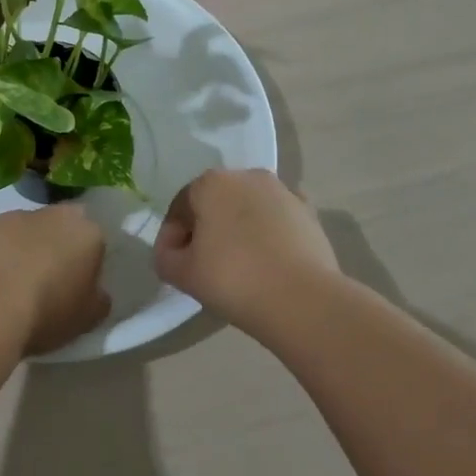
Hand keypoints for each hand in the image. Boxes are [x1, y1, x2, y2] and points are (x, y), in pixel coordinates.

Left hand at [0, 205, 110, 354]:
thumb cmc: (47, 313)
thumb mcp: (89, 318)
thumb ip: (98, 297)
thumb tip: (93, 290)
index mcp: (87, 232)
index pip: (94, 239)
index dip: (86, 260)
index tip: (77, 282)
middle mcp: (53, 214)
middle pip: (60, 226)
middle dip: (56, 245)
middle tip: (47, 279)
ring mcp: (14, 216)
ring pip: (26, 229)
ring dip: (24, 246)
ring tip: (12, 282)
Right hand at [154, 169, 339, 335]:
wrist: (302, 300)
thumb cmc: (232, 279)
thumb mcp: (181, 274)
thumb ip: (165, 256)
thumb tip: (173, 251)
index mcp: (211, 183)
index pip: (180, 207)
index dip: (172, 237)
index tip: (173, 264)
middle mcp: (247, 176)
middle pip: (215, 203)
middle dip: (206, 229)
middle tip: (203, 265)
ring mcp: (283, 191)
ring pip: (248, 209)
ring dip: (238, 230)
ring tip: (239, 266)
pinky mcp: (310, 212)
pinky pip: (277, 220)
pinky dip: (268, 234)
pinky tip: (267, 262)